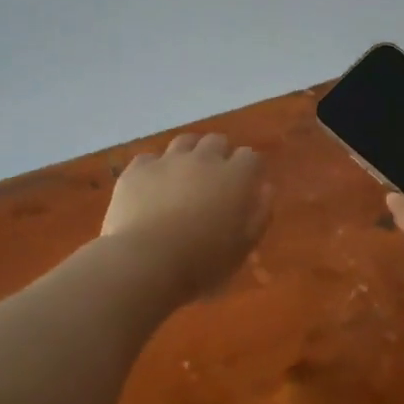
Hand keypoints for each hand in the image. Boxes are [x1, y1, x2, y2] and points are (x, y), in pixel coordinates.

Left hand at [101, 133, 271, 301]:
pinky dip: (155, 169)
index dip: (250, 169)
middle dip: (220, 155)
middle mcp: (203, 159)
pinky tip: (152, 187)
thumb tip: (265, 189)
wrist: (145, 261)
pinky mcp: (137, 170)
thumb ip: (259, 214)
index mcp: (234, 177)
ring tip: (185, 175)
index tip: (247, 185)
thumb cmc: (202, 262)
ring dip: (189, 153)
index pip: (251, 157)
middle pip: (217, 141)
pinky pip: (149, 159)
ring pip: (184, 142)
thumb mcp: (243, 247)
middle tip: (215, 180)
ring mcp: (167, 161)